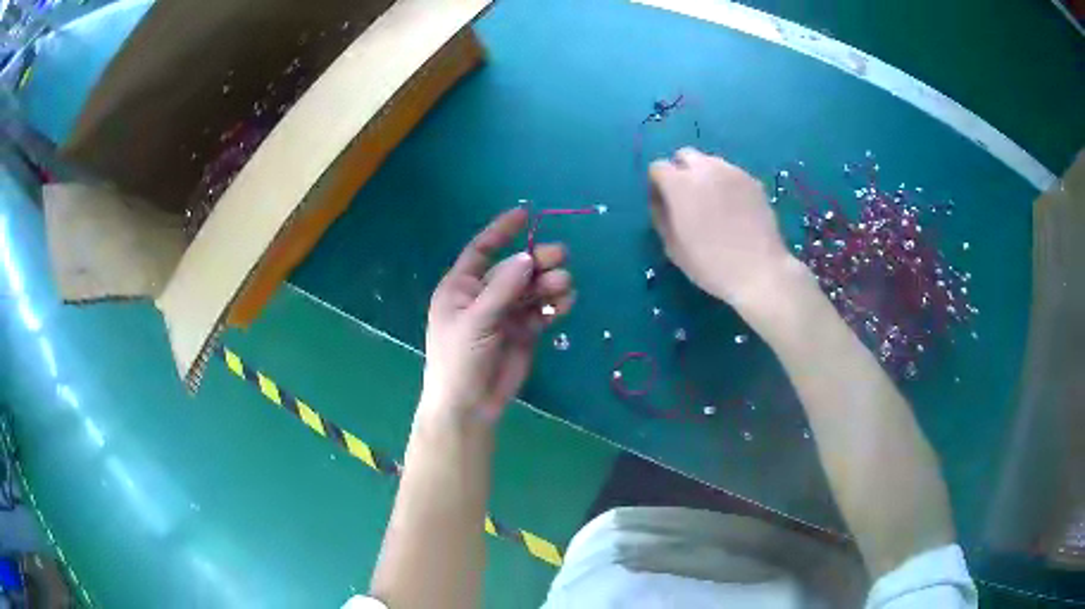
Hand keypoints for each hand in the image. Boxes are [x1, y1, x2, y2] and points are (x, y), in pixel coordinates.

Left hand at [420, 208, 574, 424]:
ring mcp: (505, 314)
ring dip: (549, 284)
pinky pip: (542, 311)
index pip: (482, 250)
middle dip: (536, 262)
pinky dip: (554, 306)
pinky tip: (565, 304)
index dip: (501, 231)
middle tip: (560, 257)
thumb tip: (527, 258)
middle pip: (515, 269)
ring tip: (564, 285)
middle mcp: (484, 296)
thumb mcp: (476, 321)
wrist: (470, 405)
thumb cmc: (459, 359)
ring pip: (531, 289)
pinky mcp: (524, 332)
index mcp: (461, 288)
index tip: (525, 213)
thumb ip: (502, 289)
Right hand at [649, 147, 792, 306]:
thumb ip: (661, 216)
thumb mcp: (673, 247)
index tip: (663, 203)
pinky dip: (726, 184)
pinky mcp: (753, 181)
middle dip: (680, 171)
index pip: (658, 167)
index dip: (657, 185)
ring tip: (712, 203)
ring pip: (710, 162)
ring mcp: (733, 172)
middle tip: (686, 198)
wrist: (759, 271)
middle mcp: (705, 168)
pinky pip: (731, 174)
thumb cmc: (710, 264)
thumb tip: (661, 201)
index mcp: (680, 183)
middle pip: (685, 155)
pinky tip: (733, 209)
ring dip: (704, 175)